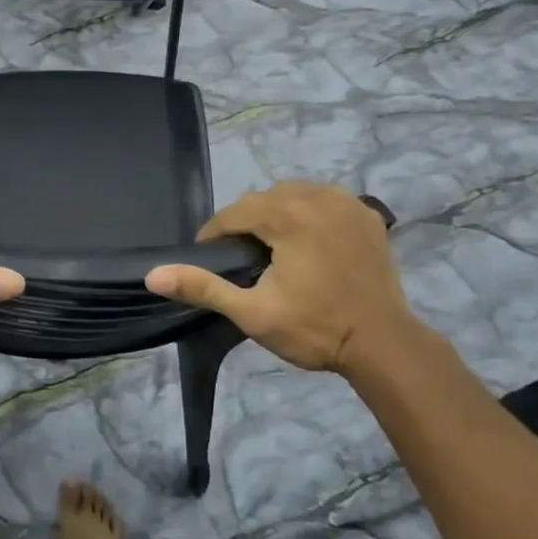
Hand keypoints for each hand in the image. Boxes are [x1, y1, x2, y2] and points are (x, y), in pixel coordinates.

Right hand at [146, 181, 414, 374]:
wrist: (384, 345)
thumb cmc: (315, 329)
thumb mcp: (252, 313)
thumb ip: (203, 288)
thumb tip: (153, 275)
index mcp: (288, 216)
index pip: (235, 212)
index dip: (214, 234)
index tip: (207, 257)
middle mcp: (318, 197)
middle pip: (264, 199)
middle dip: (245, 222)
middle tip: (238, 257)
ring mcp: (347, 203)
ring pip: (295, 193)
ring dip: (276, 212)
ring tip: (270, 246)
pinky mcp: (367, 215)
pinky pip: (325, 198)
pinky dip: (309, 210)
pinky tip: (307, 238)